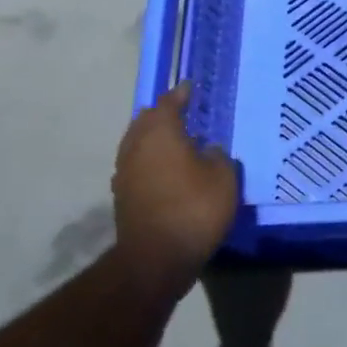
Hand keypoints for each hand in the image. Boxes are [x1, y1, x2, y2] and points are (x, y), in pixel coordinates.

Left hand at [112, 84, 238, 288]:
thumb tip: (209, 149)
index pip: (168, 103)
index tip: (191, 87)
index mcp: (160, 132)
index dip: (181, 94)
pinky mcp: (123, 195)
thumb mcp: (223, 178)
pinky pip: (137, 164)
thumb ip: (218, 156)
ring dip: (154, 137)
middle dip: (163, 113)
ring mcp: (125, 171)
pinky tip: (167, 168)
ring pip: (138, 142)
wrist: (156, 258)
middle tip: (184, 111)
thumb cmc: (194, 209)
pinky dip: (150, 159)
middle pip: (147, 120)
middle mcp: (136, 146)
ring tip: (177, 140)